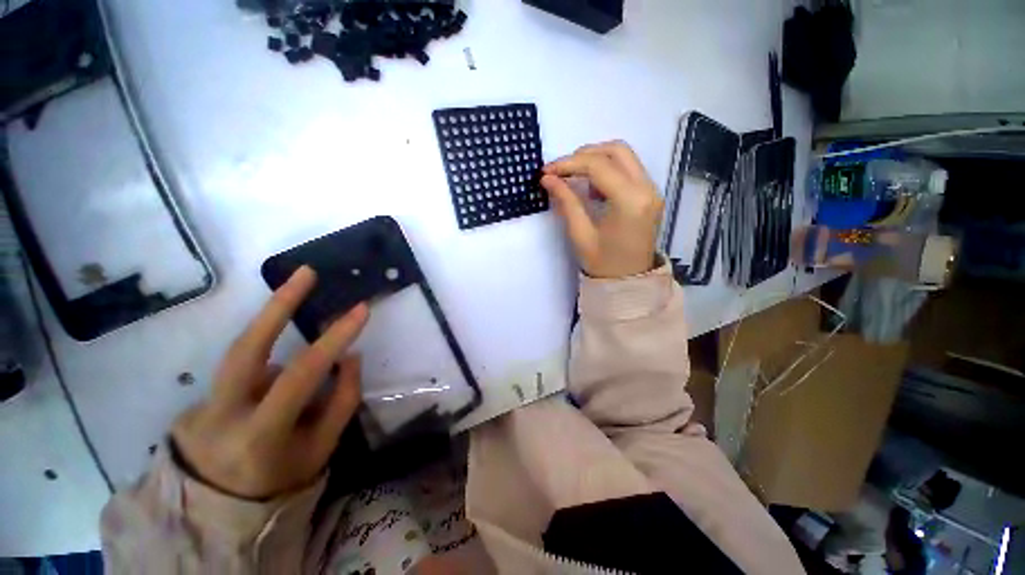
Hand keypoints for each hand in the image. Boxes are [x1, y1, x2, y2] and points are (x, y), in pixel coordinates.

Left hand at [171, 266, 368, 499]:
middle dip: (279, 305)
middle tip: (307, 273)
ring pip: (245, 351)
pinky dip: (269, 368)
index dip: (333, 339)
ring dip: (275, 326)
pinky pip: (246, 369)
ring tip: (299, 322)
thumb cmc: (283, 477)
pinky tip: (273, 389)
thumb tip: (348, 356)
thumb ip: (341, 400)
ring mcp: (203, 402)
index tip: (361, 310)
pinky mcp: (200, 396)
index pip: (300, 375)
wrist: (220, 505)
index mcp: (259, 435)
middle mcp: (222, 413)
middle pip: (246, 347)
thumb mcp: (323, 447)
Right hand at [541, 141, 663, 278]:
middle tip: (561, 170)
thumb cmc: (603, 264)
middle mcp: (647, 188)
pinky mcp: (649, 194)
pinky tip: (593, 187)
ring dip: (596, 159)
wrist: (629, 281)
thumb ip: (566, 202)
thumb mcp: (581, 235)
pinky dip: (607, 169)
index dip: (568, 164)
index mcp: (630, 201)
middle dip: (584, 155)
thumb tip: (548, 178)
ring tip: (575, 178)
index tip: (546, 172)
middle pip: (616, 150)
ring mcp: (651, 190)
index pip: (598, 166)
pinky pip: (628, 168)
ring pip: (624, 156)